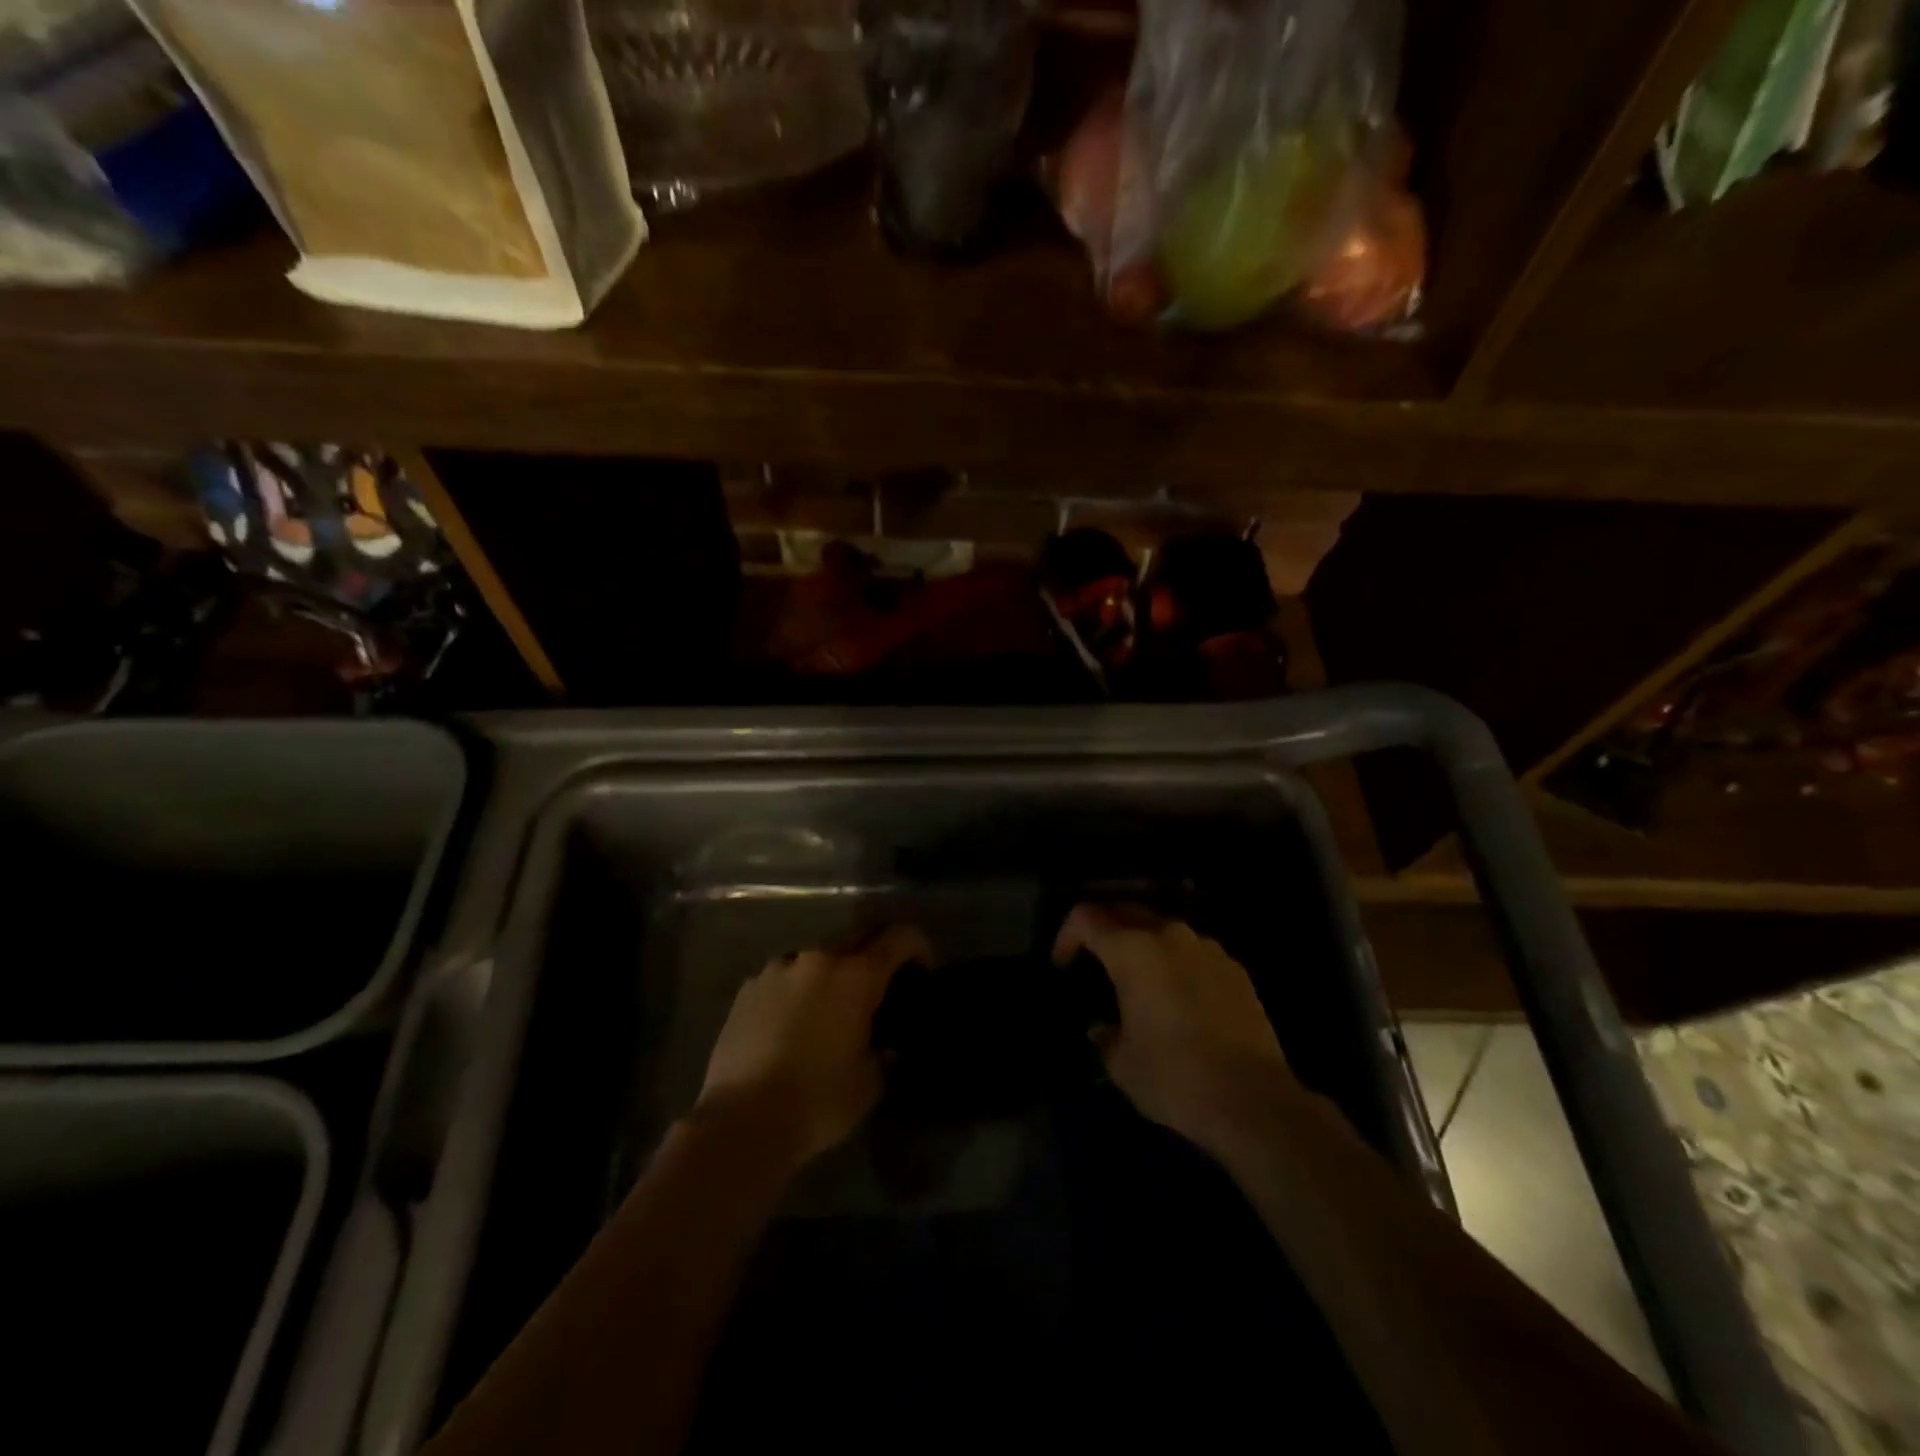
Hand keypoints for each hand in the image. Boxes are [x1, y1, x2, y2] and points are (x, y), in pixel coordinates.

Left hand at [694, 924, 929, 1170]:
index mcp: (856, 976)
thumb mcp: (869, 1084)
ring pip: (818, 954)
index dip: (919, 948)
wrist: (740, 1122)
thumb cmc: (817, 1102)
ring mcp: (779, 968)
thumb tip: (887, 1045)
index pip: (900, 937)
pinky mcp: (748, 987)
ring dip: (832, 971)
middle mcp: (819, 959)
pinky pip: (785, 975)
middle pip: (858, 935)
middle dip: (875, 954)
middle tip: (879, 988)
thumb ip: (885, 1053)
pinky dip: (798, 988)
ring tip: (830, 1006)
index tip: (923, 973)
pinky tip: (792, 1022)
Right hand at [1054, 904, 1289, 1152]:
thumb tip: (1103, 1029)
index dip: (1067, 935)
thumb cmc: (1174, 1077)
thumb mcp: (1122, 1064)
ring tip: (1140, 981)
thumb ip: (1105, 1037)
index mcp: (1132, 951)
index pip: (1086, 917)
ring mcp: (1207, 949)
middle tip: (1095, 962)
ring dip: (1144, 945)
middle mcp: (1168, 936)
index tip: (1063, 965)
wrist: (1253, 1100)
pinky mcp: (1236, 969)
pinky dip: (1178, 964)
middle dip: (1105, 930)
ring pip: (1164, 930)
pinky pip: (1195, 953)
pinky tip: (1180, 999)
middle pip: (1125, 911)